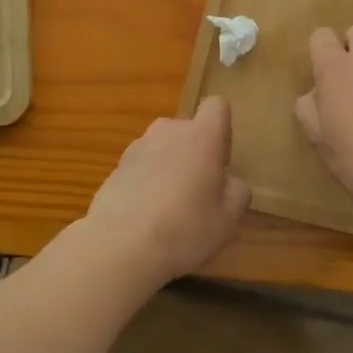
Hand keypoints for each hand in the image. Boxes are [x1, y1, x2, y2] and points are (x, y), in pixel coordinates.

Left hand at [79, 96, 250, 288]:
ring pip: (162, 149)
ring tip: (169, 209)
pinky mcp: (114, 169)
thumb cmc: (185, 227)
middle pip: (188, 130)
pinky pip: (140, 168)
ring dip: (169, 168)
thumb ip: (237, 192)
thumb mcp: (229, 218)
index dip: (222, 129)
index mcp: (202, 135)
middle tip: (198, 192)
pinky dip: (146, 184)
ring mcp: (137, 148)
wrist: (119, 246)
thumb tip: (230, 182)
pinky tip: (146, 218)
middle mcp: (168, 131)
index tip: (221, 160)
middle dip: (194, 153)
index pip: (217, 106)